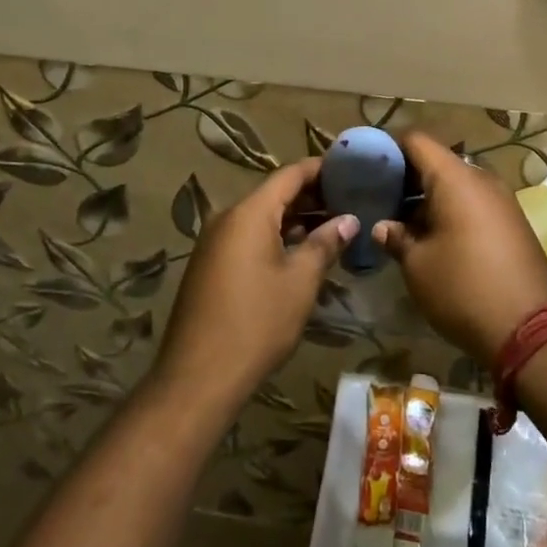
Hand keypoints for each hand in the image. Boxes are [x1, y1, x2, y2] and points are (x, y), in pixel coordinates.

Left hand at [153, 159, 358, 411]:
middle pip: (274, 195)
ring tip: (333, 227)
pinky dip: (276, 238)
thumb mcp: (300, 281)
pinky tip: (301, 254)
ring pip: (261, 218)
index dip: (320, 169)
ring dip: (295, 220)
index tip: (349, 169)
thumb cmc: (257, 322)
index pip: (290, 174)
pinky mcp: (210, 267)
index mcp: (249, 213)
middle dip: (311, 196)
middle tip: (349, 201)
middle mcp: (227, 218)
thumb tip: (349, 220)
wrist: (197, 378)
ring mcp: (214, 243)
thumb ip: (325, 244)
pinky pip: (248, 238)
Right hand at [373, 132, 546, 366]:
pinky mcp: (513, 222)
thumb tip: (384, 226)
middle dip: (407, 177)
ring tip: (401, 221)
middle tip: (379, 198)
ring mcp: (502, 200)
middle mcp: (481, 179)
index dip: (389, 148)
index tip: (367, 167)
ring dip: (428, 197)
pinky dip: (451, 211)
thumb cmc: (463, 289)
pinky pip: (474, 203)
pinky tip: (433, 237)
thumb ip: (397, 237)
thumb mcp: (418, 266)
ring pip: (456, 184)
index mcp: (455, 178)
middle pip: (437, 162)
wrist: (530, 330)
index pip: (417, 141)